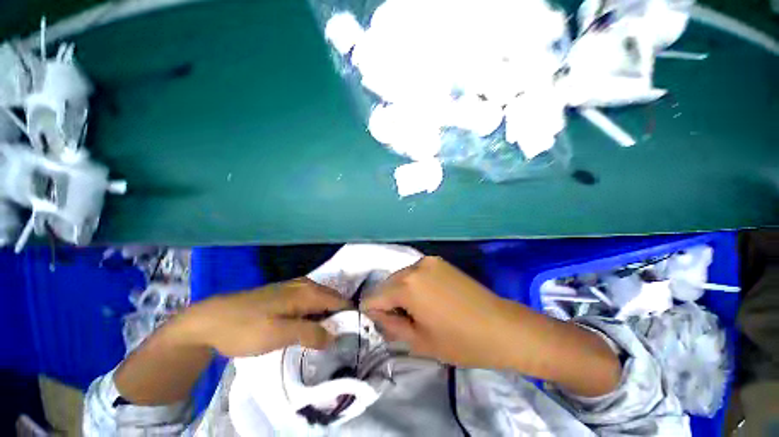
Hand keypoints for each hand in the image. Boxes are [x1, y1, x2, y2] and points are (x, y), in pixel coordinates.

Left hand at [180, 278, 350, 356]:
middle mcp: (306, 285)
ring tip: (328, 337)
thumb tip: (334, 336)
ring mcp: (295, 288)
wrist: (211, 319)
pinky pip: (309, 303)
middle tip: (342, 339)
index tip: (355, 335)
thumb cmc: (246, 327)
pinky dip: (315, 315)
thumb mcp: (279, 334)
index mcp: (308, 292)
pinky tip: (309, 328)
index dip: (349, 317)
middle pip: (332, 300)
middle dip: (340, 317)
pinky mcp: (285, 295)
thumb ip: (311, 333)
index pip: (340, 302)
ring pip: (321, 302)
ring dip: (327, 317)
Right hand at [361, 256, 518, 368]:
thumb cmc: (460, 341)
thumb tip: (377, 314)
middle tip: (404, 321)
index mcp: (406, 285)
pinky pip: (416, 273)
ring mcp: (428, 261)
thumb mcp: (419, 341)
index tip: (386, 326)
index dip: (374, 314)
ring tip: (419, 311)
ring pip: (401, 277)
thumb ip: (390, 325)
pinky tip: (430, 299)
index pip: (373, 297)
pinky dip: (414, 285)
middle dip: (388, 302)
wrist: (502, 326)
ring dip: (401, 293)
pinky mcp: (440, 262)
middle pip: (386, 284)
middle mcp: (414, 266)